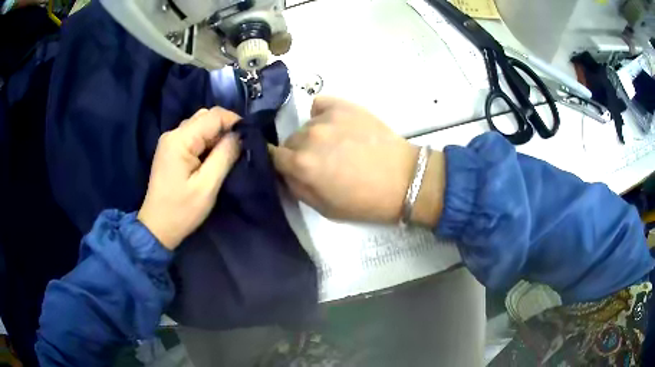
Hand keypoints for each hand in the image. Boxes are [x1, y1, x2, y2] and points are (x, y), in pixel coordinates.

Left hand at [138, 108, 240, 249]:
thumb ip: (225, 156)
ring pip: (200, 125)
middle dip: (225, 128)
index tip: (249, 136)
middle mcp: (173, 133)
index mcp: (180, 139)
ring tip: (227, 153)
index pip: (213, 116)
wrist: (157, 227)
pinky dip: (207, 141)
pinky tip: (212, 157)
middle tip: (238, 147)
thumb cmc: (182, 210)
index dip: (234, 121)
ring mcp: (170, 141)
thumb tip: (240, 135)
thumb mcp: (207, 186)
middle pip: (205, 117)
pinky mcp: (171, 149)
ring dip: (216, 135)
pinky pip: (193, 135)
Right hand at [269, 96, 444, 224]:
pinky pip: (320, 105)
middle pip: (290, 140)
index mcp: (301, 164)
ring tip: (337, 146)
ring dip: (314, 136)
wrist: (404, 180)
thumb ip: (297, 188)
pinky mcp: (345, 105)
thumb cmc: (365, 201)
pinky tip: (337, 126)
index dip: (280, 163)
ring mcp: (327, 118)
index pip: (272, 155)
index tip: (289, 168)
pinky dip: (322, 114)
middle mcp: (309, 136)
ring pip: (307, 126)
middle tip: (320, 162)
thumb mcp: (324, 209)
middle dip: (298, 152)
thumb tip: (284, 172)